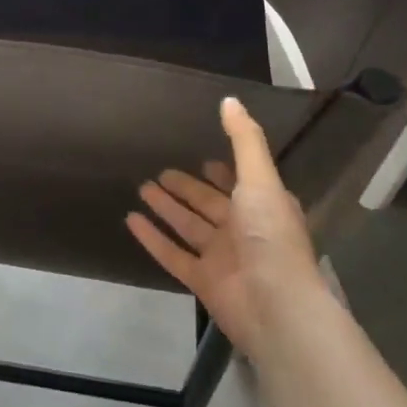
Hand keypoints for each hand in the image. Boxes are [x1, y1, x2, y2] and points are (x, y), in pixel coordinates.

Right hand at [125, 97, 322, 357]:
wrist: (276, 307)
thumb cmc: (270, 235)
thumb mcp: (259, 179)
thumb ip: (244, 139)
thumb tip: (229, 99)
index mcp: (263, 207)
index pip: (238, 184)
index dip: (221, 173)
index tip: (202, 159)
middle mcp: (243, 231)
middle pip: (208, 205)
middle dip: (186, 189)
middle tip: (160, 172)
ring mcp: (222, 258)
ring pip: (189, 227)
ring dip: (167, 208)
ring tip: (141, 188)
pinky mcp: (203, 281)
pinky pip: (172, 254)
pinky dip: (153, 238)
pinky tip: (131, 220)